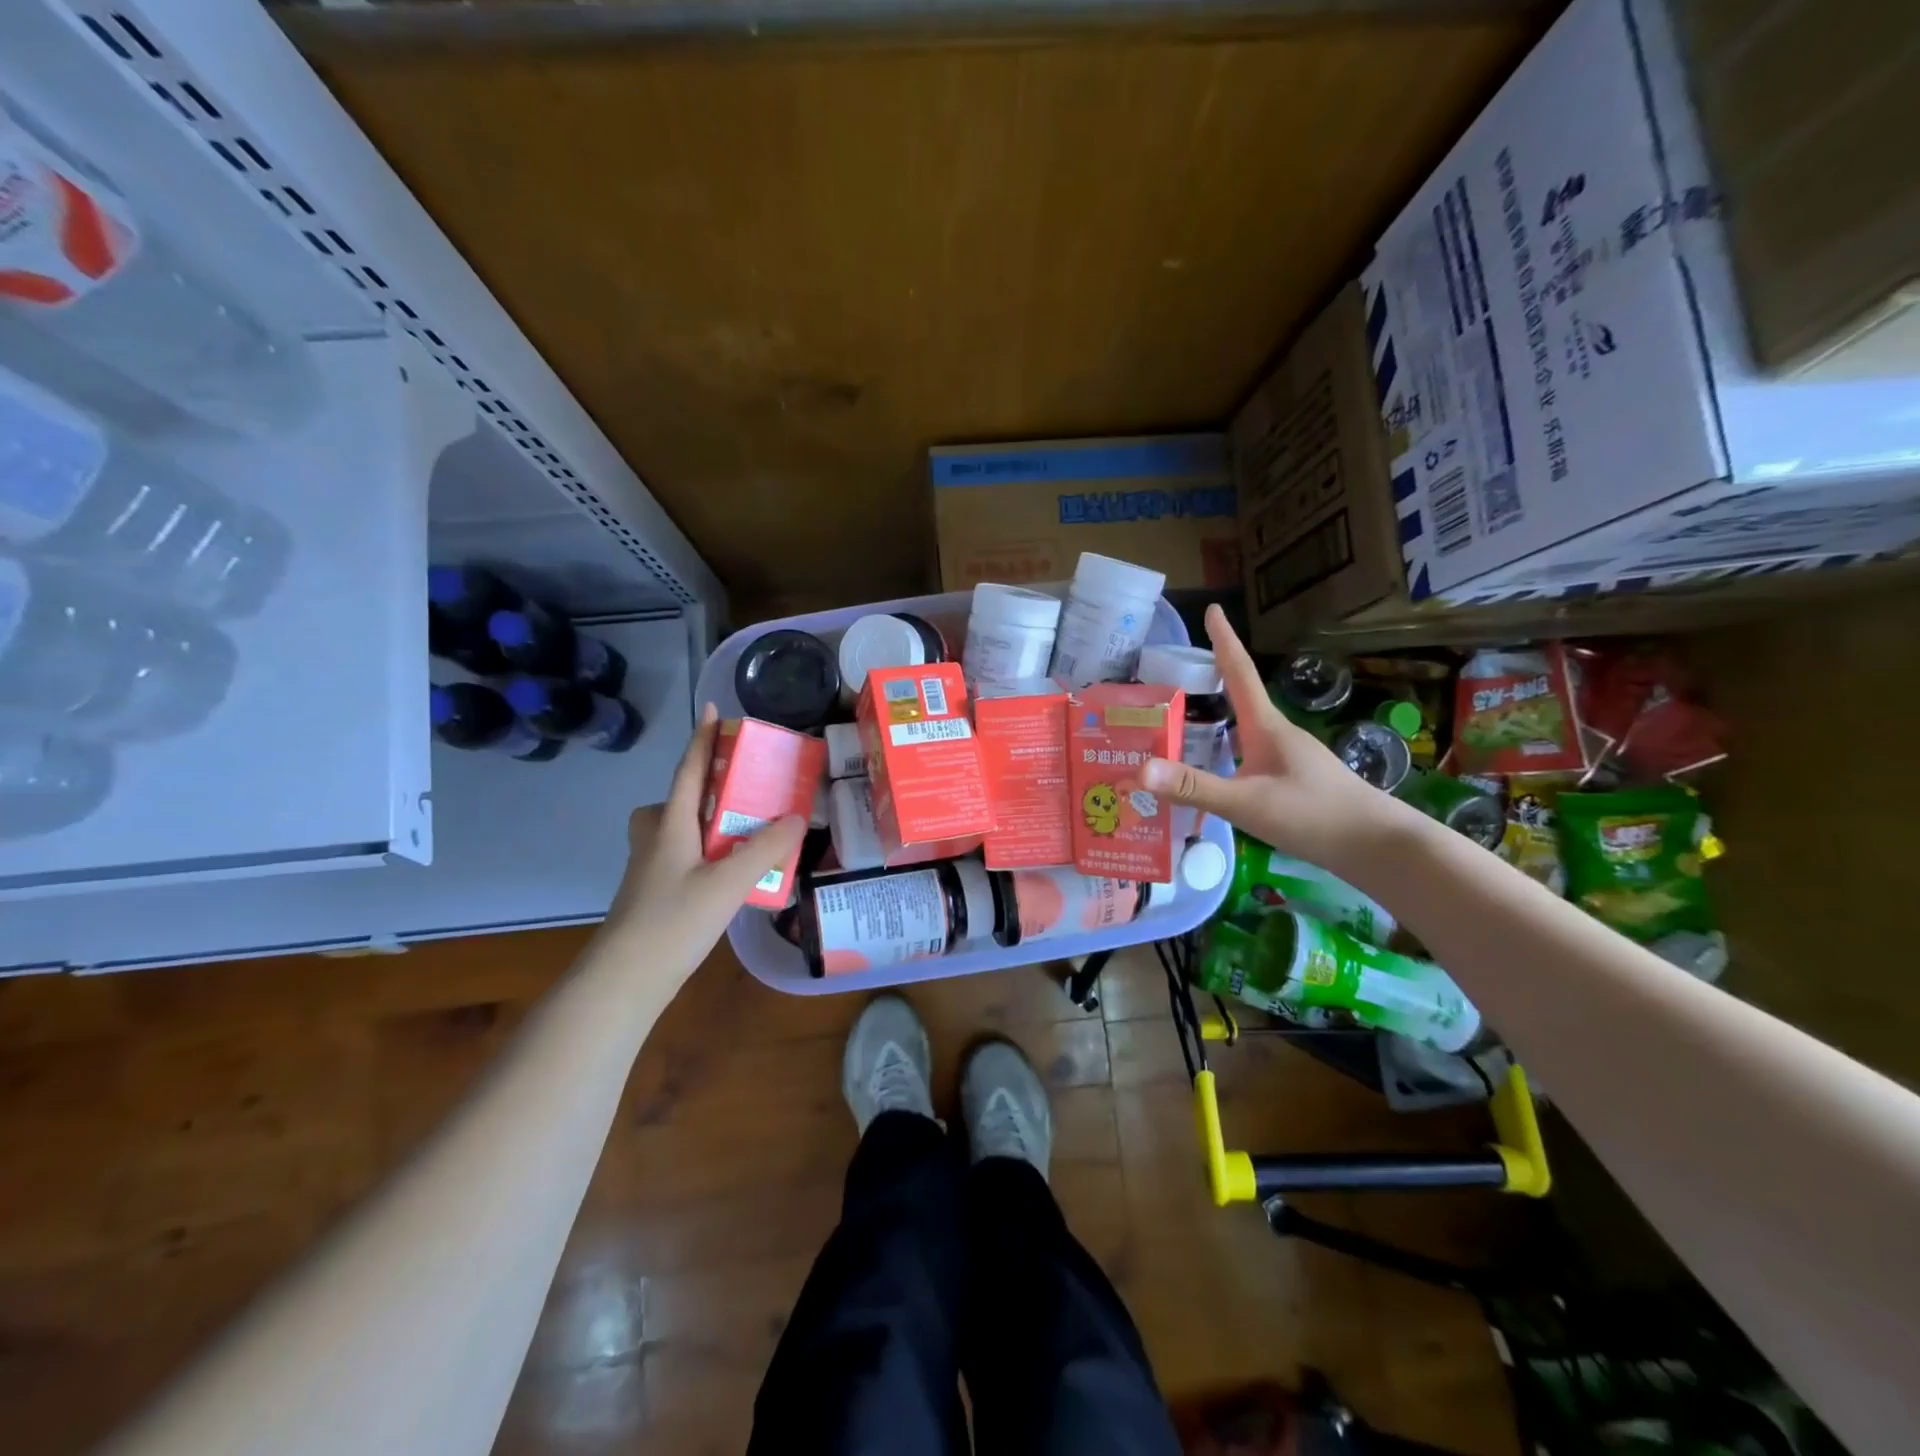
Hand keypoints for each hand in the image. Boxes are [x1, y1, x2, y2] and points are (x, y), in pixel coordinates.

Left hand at [602, 702, 807, 981]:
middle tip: (741, 790)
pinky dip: (708, 852)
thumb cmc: (673, 921)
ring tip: (747, 834)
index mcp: (671, 824)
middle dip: (705, 787)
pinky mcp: (656, 892)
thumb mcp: (728, 882)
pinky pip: (685, 855)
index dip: (703, 739)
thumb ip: (766, 849)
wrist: (625, 980)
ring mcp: (652, 867)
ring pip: (679, 829)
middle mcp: (657, 838)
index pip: (690, 770)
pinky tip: (733, 875)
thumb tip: (797, 817)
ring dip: (707, 822)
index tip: (714, 710)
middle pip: (677, 799)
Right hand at [1140, 604, 1402, 874]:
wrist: (1376, 845)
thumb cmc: (1313, 815)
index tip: (1211, 608)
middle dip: (1208, 681)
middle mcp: (1276, 734)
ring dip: (1214, 720)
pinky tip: (1212, 772)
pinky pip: (1248, 754)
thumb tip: (1138, 769)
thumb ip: (1193, 787)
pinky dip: (1224, 751)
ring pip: (1242, 729)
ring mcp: (1287, 757)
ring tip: (1179, 724)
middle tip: (1171, 676)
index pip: (1239, 672)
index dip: (1223, 639)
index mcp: (1265, 726)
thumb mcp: (1246, 803)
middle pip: (1237, 697)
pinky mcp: (1291, 779)